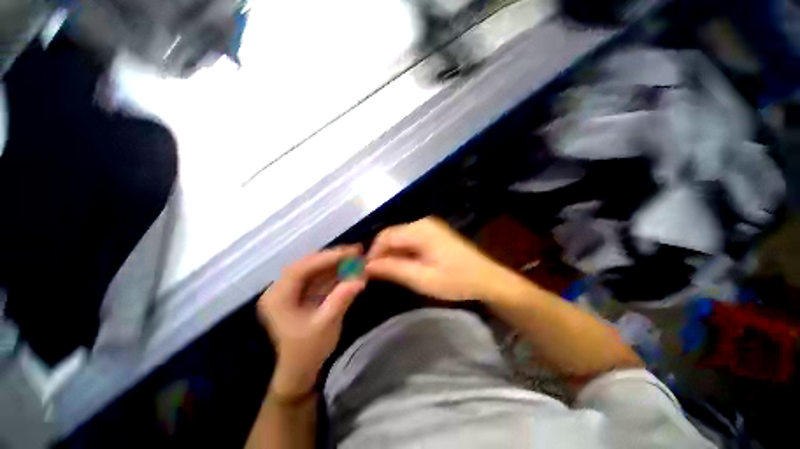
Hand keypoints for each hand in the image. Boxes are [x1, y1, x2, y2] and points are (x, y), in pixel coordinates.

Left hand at [257, 246, 365, 398]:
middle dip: (333, 257)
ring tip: (357, 256)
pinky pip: (320, 276)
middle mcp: (281, 289)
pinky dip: (336, 271)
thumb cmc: (308, 351)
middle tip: (356, 250)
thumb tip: (362, 277)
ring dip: (337, 262)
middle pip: (308, 264)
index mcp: (277, 298)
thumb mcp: (326, 325)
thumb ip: (342, 298)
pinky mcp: (303, 292)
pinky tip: (350, 267)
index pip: (300, 269)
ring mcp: (292, 289)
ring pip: (316, 268)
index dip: (325, 258)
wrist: (300, 370)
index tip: (349, 252)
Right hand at [366, 217, 515, 301]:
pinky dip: (402, 253)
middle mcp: (422, 223)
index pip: (386, 236)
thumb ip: (393, 270)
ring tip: (388, 273)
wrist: (487, 279)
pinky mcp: (433, 234)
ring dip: (392, 254)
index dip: (373, 253)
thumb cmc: (456, 281)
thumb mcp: (422, 279)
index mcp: (420, 230)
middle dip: (382, 254)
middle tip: (375, 275)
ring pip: (400, 238)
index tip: (366, 271)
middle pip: (392, 235)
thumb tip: (367, 266)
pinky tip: (403, 266)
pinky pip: (410, 240)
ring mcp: (429, 227)